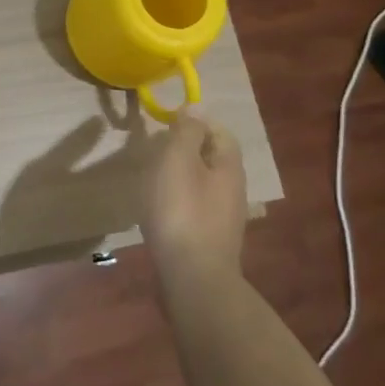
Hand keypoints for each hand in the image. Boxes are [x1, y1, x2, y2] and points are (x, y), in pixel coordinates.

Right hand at [141, 111, 247, 286]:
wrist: (192, 278)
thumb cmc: (181, 211)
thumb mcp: (178, 161)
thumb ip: (187, 132)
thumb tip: (196, 107)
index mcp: (229, 166)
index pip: (219, 131)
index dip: (195, 121)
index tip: (166, 122)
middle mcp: (233, 189)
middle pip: (212, 158)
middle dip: (186, 148)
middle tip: (155, 149)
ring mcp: (223, 218)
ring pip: (203, 183)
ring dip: (180, 175)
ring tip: (152, 178)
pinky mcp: (209, 239)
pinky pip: (195, 207)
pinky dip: (178, 200)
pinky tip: (158, 209)